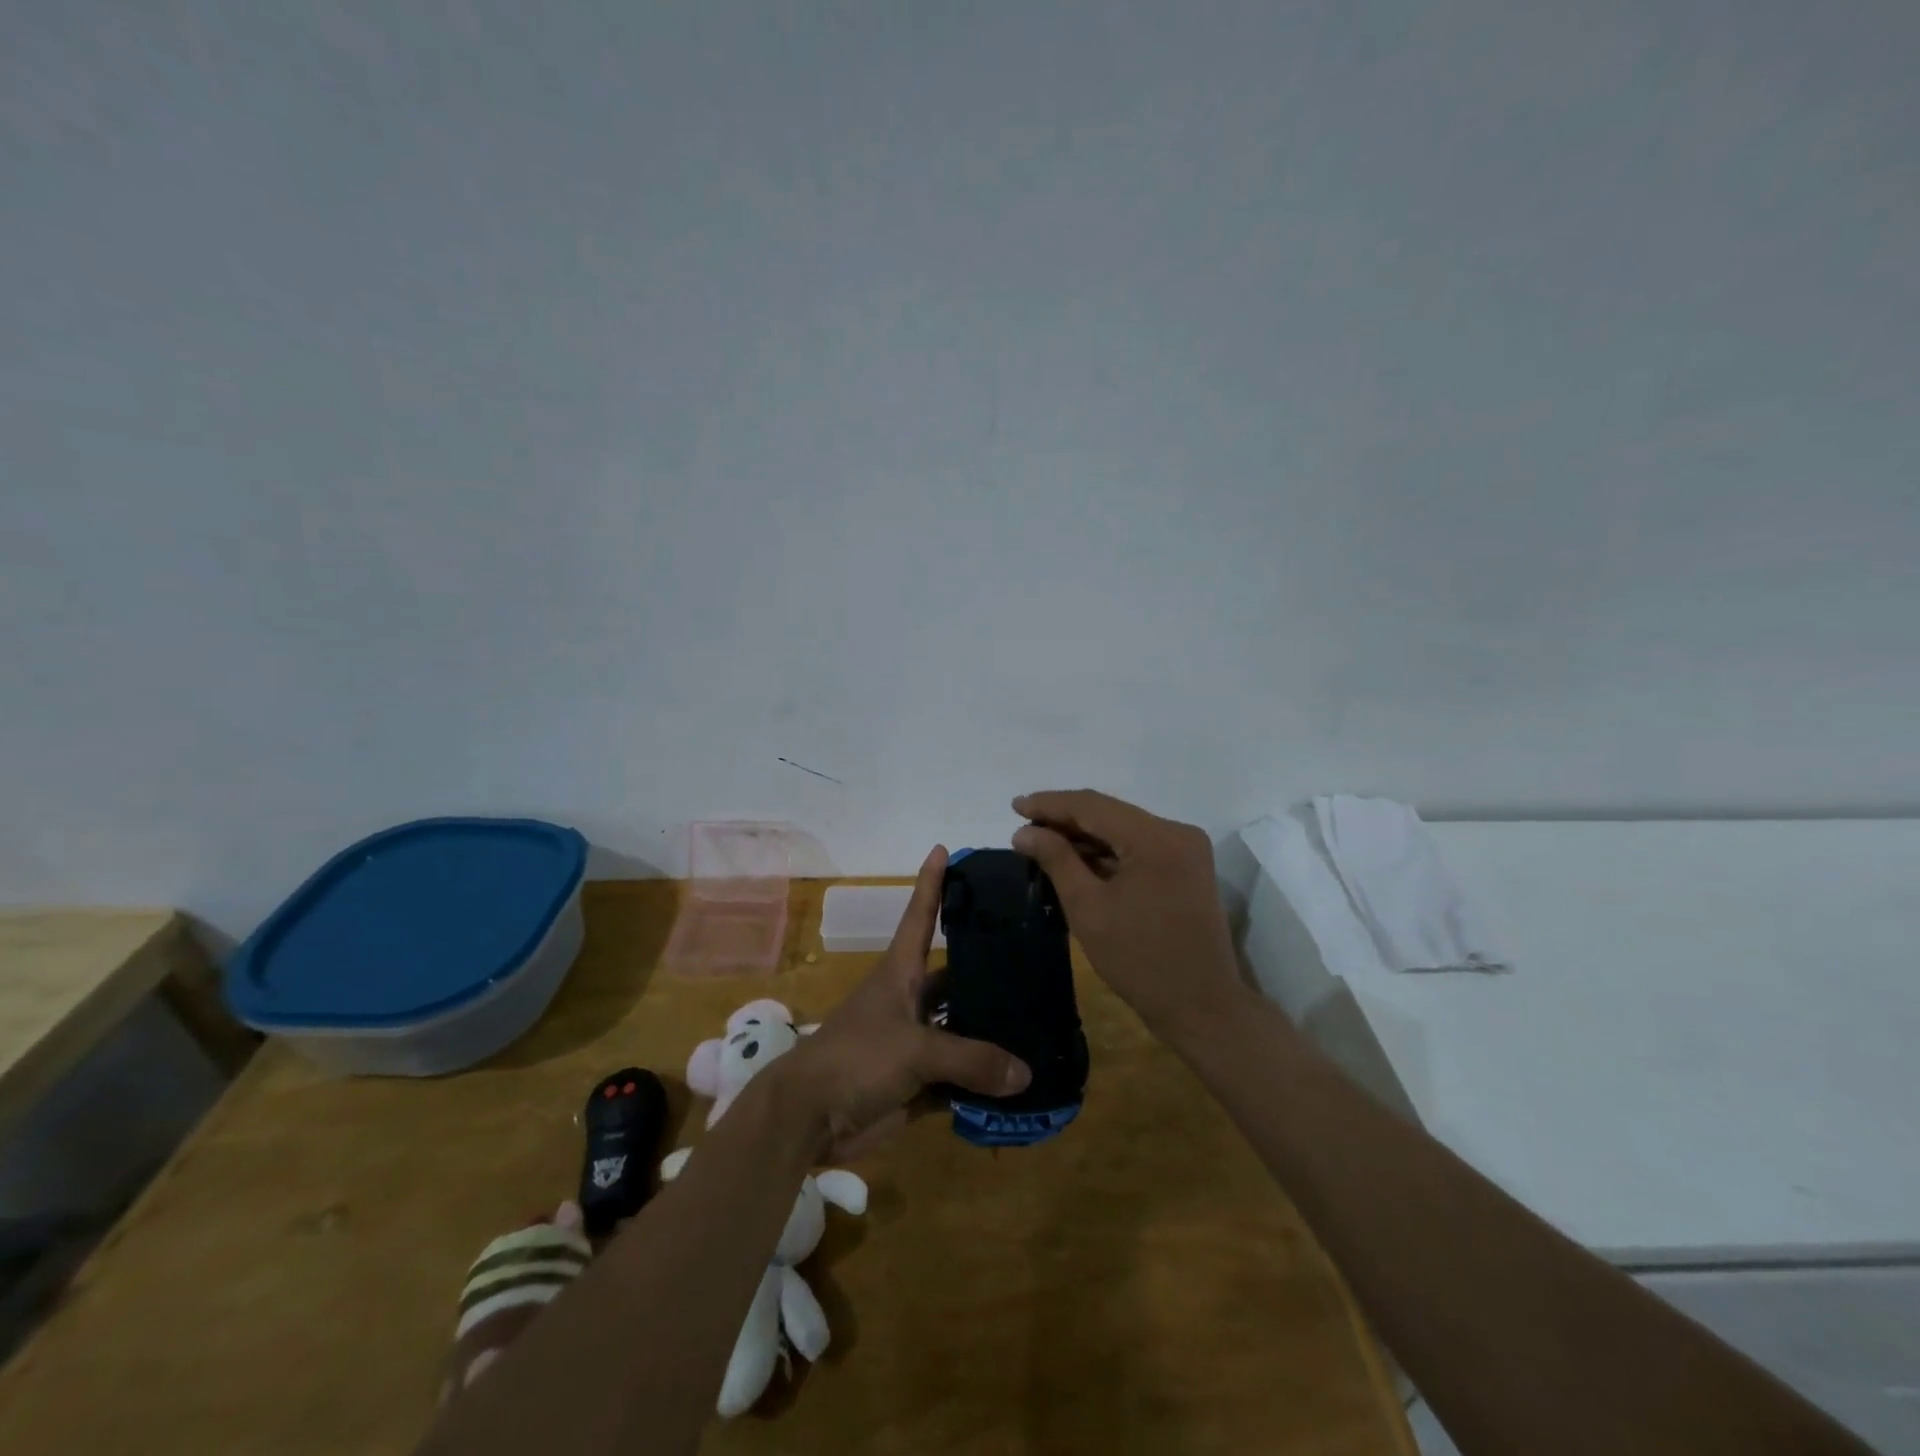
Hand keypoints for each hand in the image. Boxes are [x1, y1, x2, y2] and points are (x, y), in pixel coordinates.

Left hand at [777, 846, 1030, 1159]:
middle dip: (988, 972)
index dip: (931, 883)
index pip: (920, 916)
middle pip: (953, 977)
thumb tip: (1025, 1075)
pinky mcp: (915, 1081)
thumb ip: (971, 1059)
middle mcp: (909, 1000)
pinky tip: (1020, 1085)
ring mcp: (913, 1041)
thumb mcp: (915, 1049)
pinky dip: (982, 1083)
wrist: (808, 1117)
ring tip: (1040, 1024)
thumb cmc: (856, 1058)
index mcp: (901, 973)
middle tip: (1035, 963)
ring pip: (960, 1030)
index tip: (943, 849)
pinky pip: (958, 1078)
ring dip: (992, 1034)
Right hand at [1012, 789, 1244, 1042]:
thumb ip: (1057, 860)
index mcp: (1156, 837)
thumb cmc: (1140, 960)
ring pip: (1124, 829)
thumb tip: (1025, 831)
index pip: (1093, 806)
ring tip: (1043, 843)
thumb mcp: (1088, 908)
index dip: (1050, 804)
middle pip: (1110, 814)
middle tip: (1024, 827)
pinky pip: (1139, 847)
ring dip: (1085, 836)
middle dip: (1065, 818)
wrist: (1202, 1007)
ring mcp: (1186, 849)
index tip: (1014, 806)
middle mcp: (1176, 832)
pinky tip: (1077, 860)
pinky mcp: (1187, 867)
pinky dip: (1108, 852)